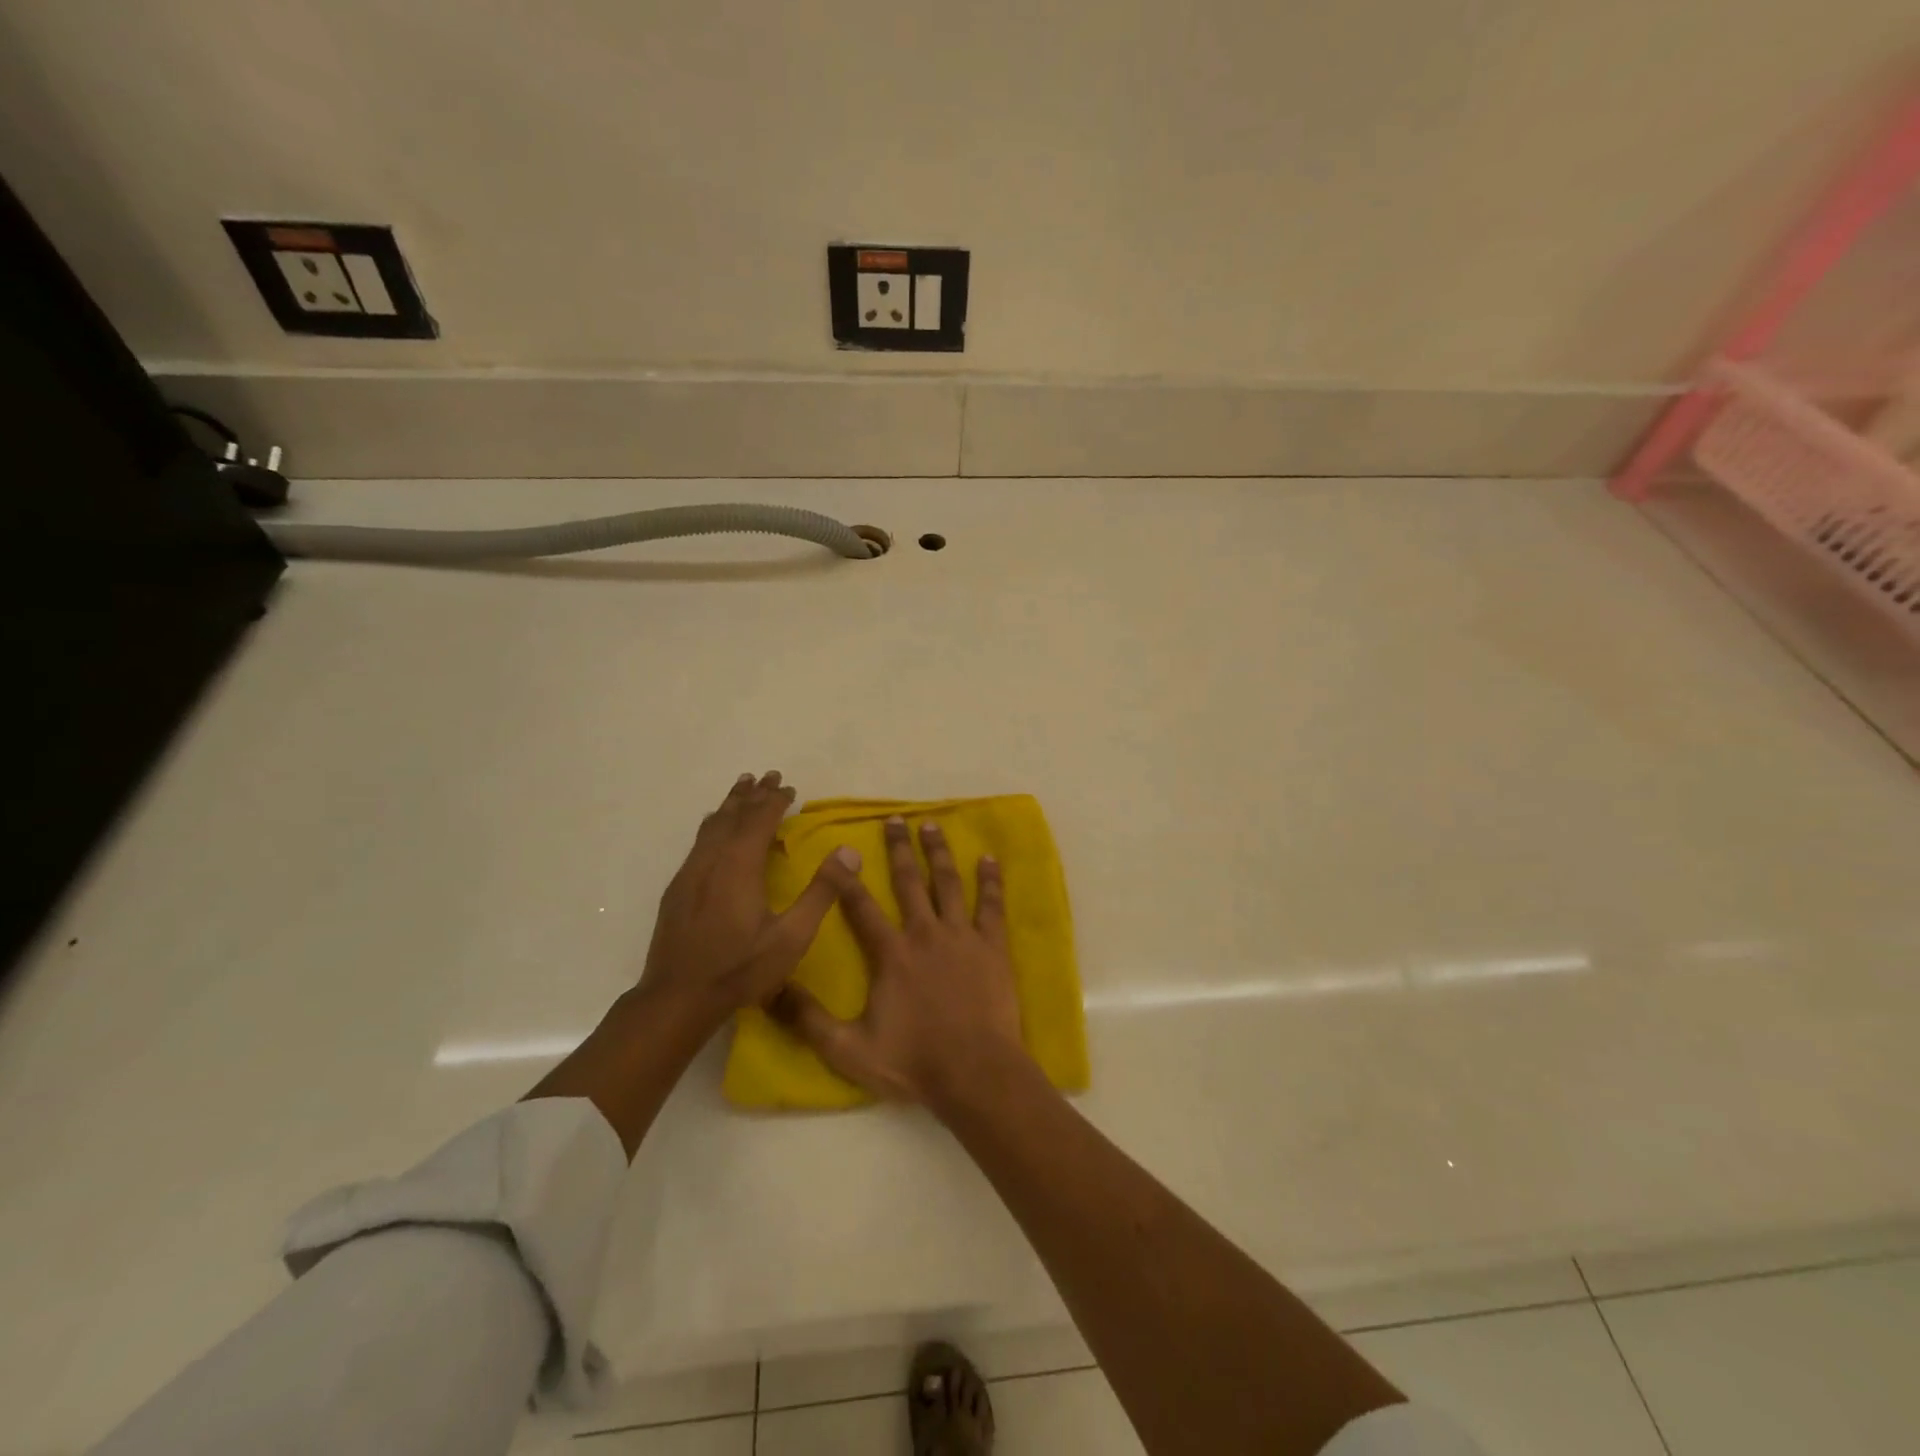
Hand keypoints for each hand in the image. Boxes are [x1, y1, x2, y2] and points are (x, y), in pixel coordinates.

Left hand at [638, 771, 861, 1029]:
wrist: (677, 998)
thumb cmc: (740, 969)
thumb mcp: (792, 936)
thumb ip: (822, 892)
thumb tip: (850, 851)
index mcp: (740, 866)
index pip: (759, 820)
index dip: (775, 801)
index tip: (789, 787)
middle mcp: (711, 860)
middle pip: (733, 815)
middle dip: (752, 794)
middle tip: (767, 775)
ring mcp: (690, 874)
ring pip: (711, 826)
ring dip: (730, 804)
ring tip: (741, 788)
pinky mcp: (677, 889)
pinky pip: (699, 842)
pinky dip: (714, 825)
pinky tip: (714, 830)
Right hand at [771, 816, 1031, 1106]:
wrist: (975, 1073)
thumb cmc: (913, 1062)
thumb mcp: (848, 1049)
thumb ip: (808, 1019)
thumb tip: (769, 989)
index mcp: (890, 953)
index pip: (861, 907)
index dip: (846, 879)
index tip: (840, 851)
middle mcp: (924, 933)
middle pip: (909, 882)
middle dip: (899, 849)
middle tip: (895, 820)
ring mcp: (961, 936)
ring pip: (948, 883)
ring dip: (938, 853)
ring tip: (932, 825)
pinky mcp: (992, 946)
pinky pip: (991, 905)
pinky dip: (990, 880)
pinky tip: (988, 858)